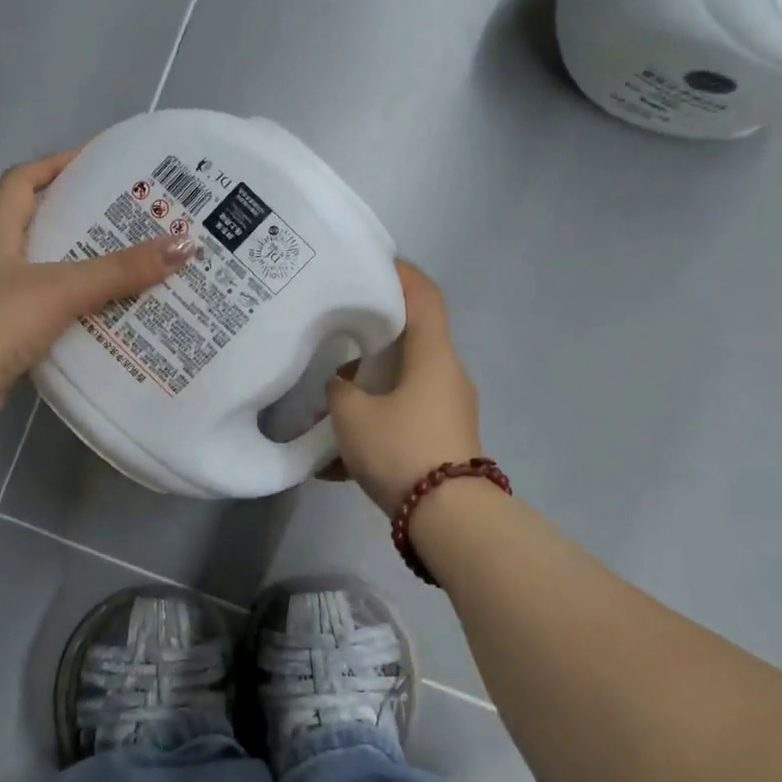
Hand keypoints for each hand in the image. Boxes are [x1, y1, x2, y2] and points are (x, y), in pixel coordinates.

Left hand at [0, 150, 193, 429]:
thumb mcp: (62, 287)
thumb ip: (120, 270)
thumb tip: (184, 245)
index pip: (20, 182)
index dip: (53, 165)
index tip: (92, 161)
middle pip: (36, 227)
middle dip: (78, 221)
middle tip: (129, 221)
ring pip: (43, 275)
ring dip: (79, 271)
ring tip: (128, 269)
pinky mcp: (1, 339)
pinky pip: (45, 315)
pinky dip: (72, 314)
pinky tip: (105, 321)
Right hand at [324, 261, 483, 516]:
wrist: (449, 517)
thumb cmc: (401, 449)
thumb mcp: (353, 417)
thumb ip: (339, 391)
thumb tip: (341, 384)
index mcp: (433, 357)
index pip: (424, 297)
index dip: (401, 274)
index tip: (372, 264)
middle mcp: (447, 375)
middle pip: (413, 339)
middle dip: (375, 334)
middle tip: (338, 331)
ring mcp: (449, 409)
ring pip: (405, 382)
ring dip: (371, 386)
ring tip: (332, 399)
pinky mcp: (444, 438)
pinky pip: (405, 417)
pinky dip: (376, 422)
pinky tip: (339, 456)